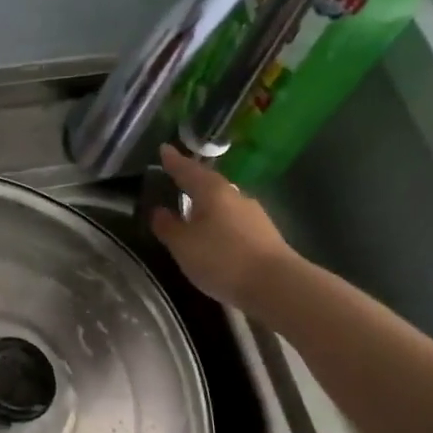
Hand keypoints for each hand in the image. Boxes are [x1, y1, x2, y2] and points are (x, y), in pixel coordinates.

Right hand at [148, 144, 293, 310]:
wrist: (275, 284)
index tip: (164, 149)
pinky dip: (220, 222)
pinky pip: (234, 220)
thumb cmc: (221, 259)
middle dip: (192, 182)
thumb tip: (158, 211)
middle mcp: (234, 195)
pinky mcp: (264, 234)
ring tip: (192, 211)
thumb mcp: (183, 246)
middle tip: (176, 180)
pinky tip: (215, 234)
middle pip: (209, 184)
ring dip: (207, 204)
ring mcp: (253, 214)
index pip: (187, 170)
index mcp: (212, 191)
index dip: (173, 161)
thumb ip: (168, 227)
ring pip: (223, 203)